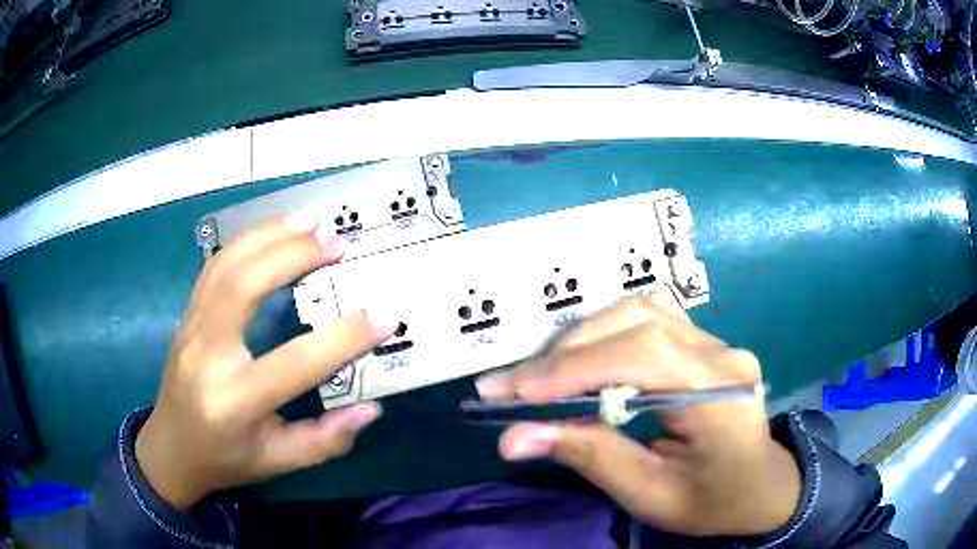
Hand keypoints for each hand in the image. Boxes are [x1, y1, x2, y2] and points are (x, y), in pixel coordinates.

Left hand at [135, 213, 396, 508]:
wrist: (171, 448)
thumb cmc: (226, 459)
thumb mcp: (277, 461)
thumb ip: (325, 440)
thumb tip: (371, 408)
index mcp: (234, 401)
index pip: (294, 363)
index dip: (342, 339)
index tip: (383, 316)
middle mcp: (207, 355)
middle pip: (244, 286)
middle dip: (292, 255)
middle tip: (336, 242)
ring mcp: (191, 328)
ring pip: (226, 265)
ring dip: (269, 235)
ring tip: (310, 220)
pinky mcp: (187, 315)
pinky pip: (215, 267)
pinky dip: (247, 242)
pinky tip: (273, 233)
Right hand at [475, 292, 800, 536]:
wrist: (763, 487)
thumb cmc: (714, 502)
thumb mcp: (651, 495)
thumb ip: (590, 457)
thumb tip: (514, 437)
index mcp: (719, 395)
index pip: (640, 356)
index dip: (572, 368)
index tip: (512, 391)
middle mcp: (721, 354)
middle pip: (636, 322)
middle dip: (567, 352)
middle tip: (514, 385)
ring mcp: (716, 342)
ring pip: (639, 312)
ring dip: (584, 339)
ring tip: (544, 375)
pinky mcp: (705, 344)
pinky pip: (649, 322)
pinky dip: (606, 336)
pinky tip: (585, 362)